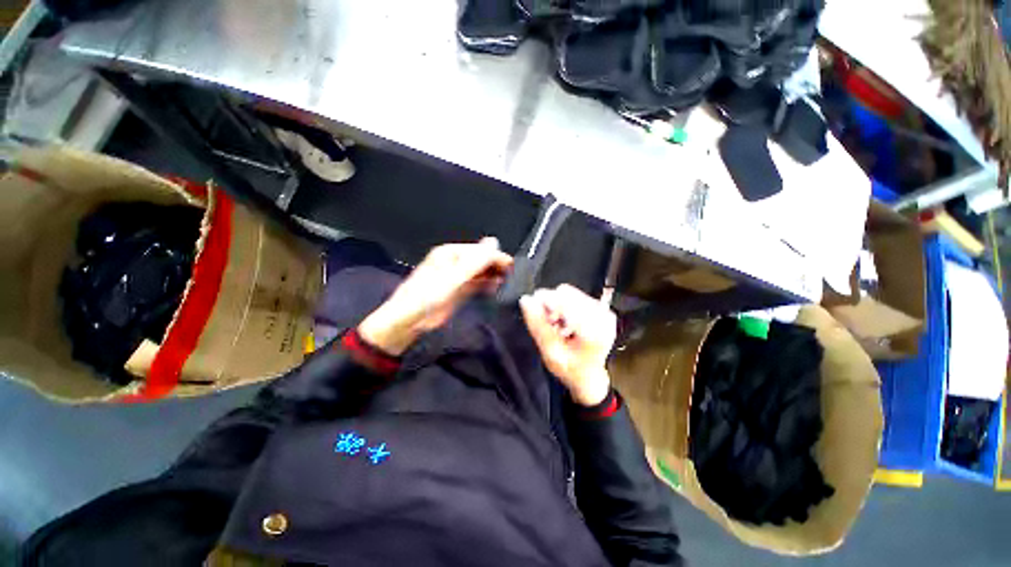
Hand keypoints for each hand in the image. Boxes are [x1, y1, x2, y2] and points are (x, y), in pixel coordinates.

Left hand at [359, 237, 512, 354]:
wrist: (407, 322)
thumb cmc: (425, 298)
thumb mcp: (452, 278)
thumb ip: (474, 262)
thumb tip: (493, 241)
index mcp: (449, 254)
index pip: (478, 250)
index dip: (495, 256)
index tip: (511, 265)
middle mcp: (454, 263)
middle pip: (480, 260)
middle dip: (495, 265)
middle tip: (511, 275)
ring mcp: (456, 277)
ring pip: (480, 272)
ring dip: (492, 275)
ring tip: (506, 281)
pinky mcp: (458, 291)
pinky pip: (476, 284)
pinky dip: (486, 285)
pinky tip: (495, 288)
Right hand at [520, 284, 616, 405]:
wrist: (590, 377)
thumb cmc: (570, 369)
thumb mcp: (550, 353)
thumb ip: (538, 326)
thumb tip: (525, 300)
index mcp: (593, 330)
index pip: (565, 302)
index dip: (545, 301)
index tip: (531, 306)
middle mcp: (602, 316)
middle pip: (567, 294)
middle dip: (551, 304)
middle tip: (546, 322)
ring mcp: (604, 311)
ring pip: (570, 293)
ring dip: (557, 304)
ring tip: (555, 323)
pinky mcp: (602, 309)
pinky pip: (576, 296)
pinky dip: (565, 305)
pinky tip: (563, 321)